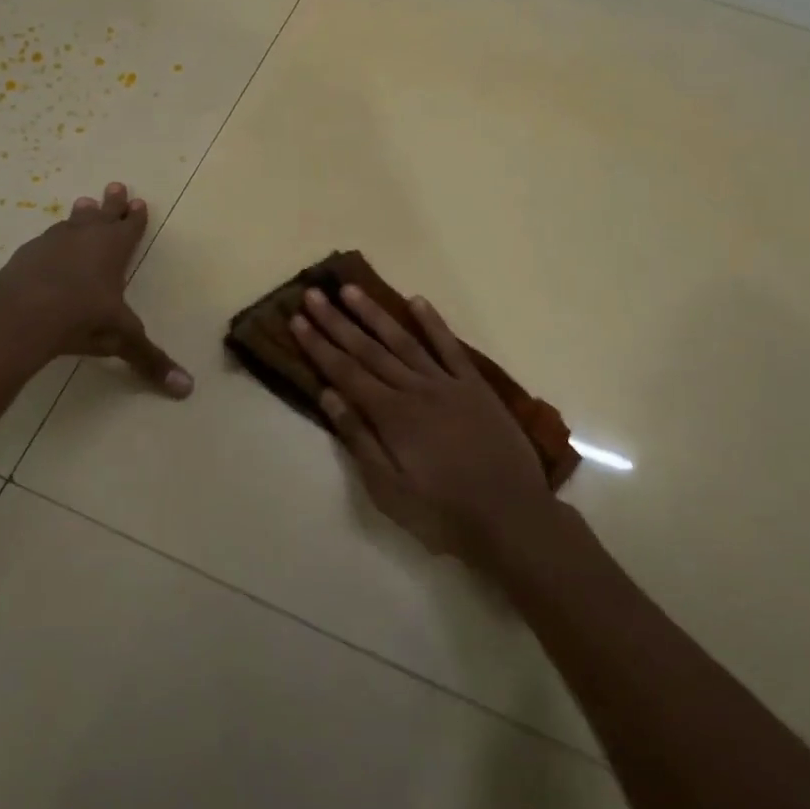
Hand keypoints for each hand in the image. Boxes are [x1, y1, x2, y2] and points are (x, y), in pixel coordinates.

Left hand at [0, 182, 191, 396]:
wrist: (22, 312)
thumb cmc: (81, 317)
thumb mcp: (121, 339)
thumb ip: (150, 361)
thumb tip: (187, 390)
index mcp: (114, 250)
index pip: (130, 228)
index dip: (136, 217)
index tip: (139, 201)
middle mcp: (86, 238)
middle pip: (102, 214)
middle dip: (111, 203)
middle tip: (115, 185)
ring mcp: (53, 242)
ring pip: (72, 222)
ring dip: (81, 214)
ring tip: (83, 203)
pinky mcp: (27, 254)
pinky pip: (46, 239)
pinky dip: (53, 238)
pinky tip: (49, 242)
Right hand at [291, 286, 549, 565]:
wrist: (512, 518)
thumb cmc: (442, 513)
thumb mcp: (388, 489)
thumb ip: (359, 439)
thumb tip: (329, 396)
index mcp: (390, 415)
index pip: (344, 372)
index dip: (318, 345)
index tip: (297, 319)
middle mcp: (414, 389)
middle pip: (368, 350)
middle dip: (337, 321)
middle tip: (313, 293)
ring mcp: (447, 384)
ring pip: (404, 340)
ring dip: (375, 314)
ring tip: (351, 290)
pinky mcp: (475, 387)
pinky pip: (450, 347)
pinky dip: (433, 323)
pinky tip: (416, 301)